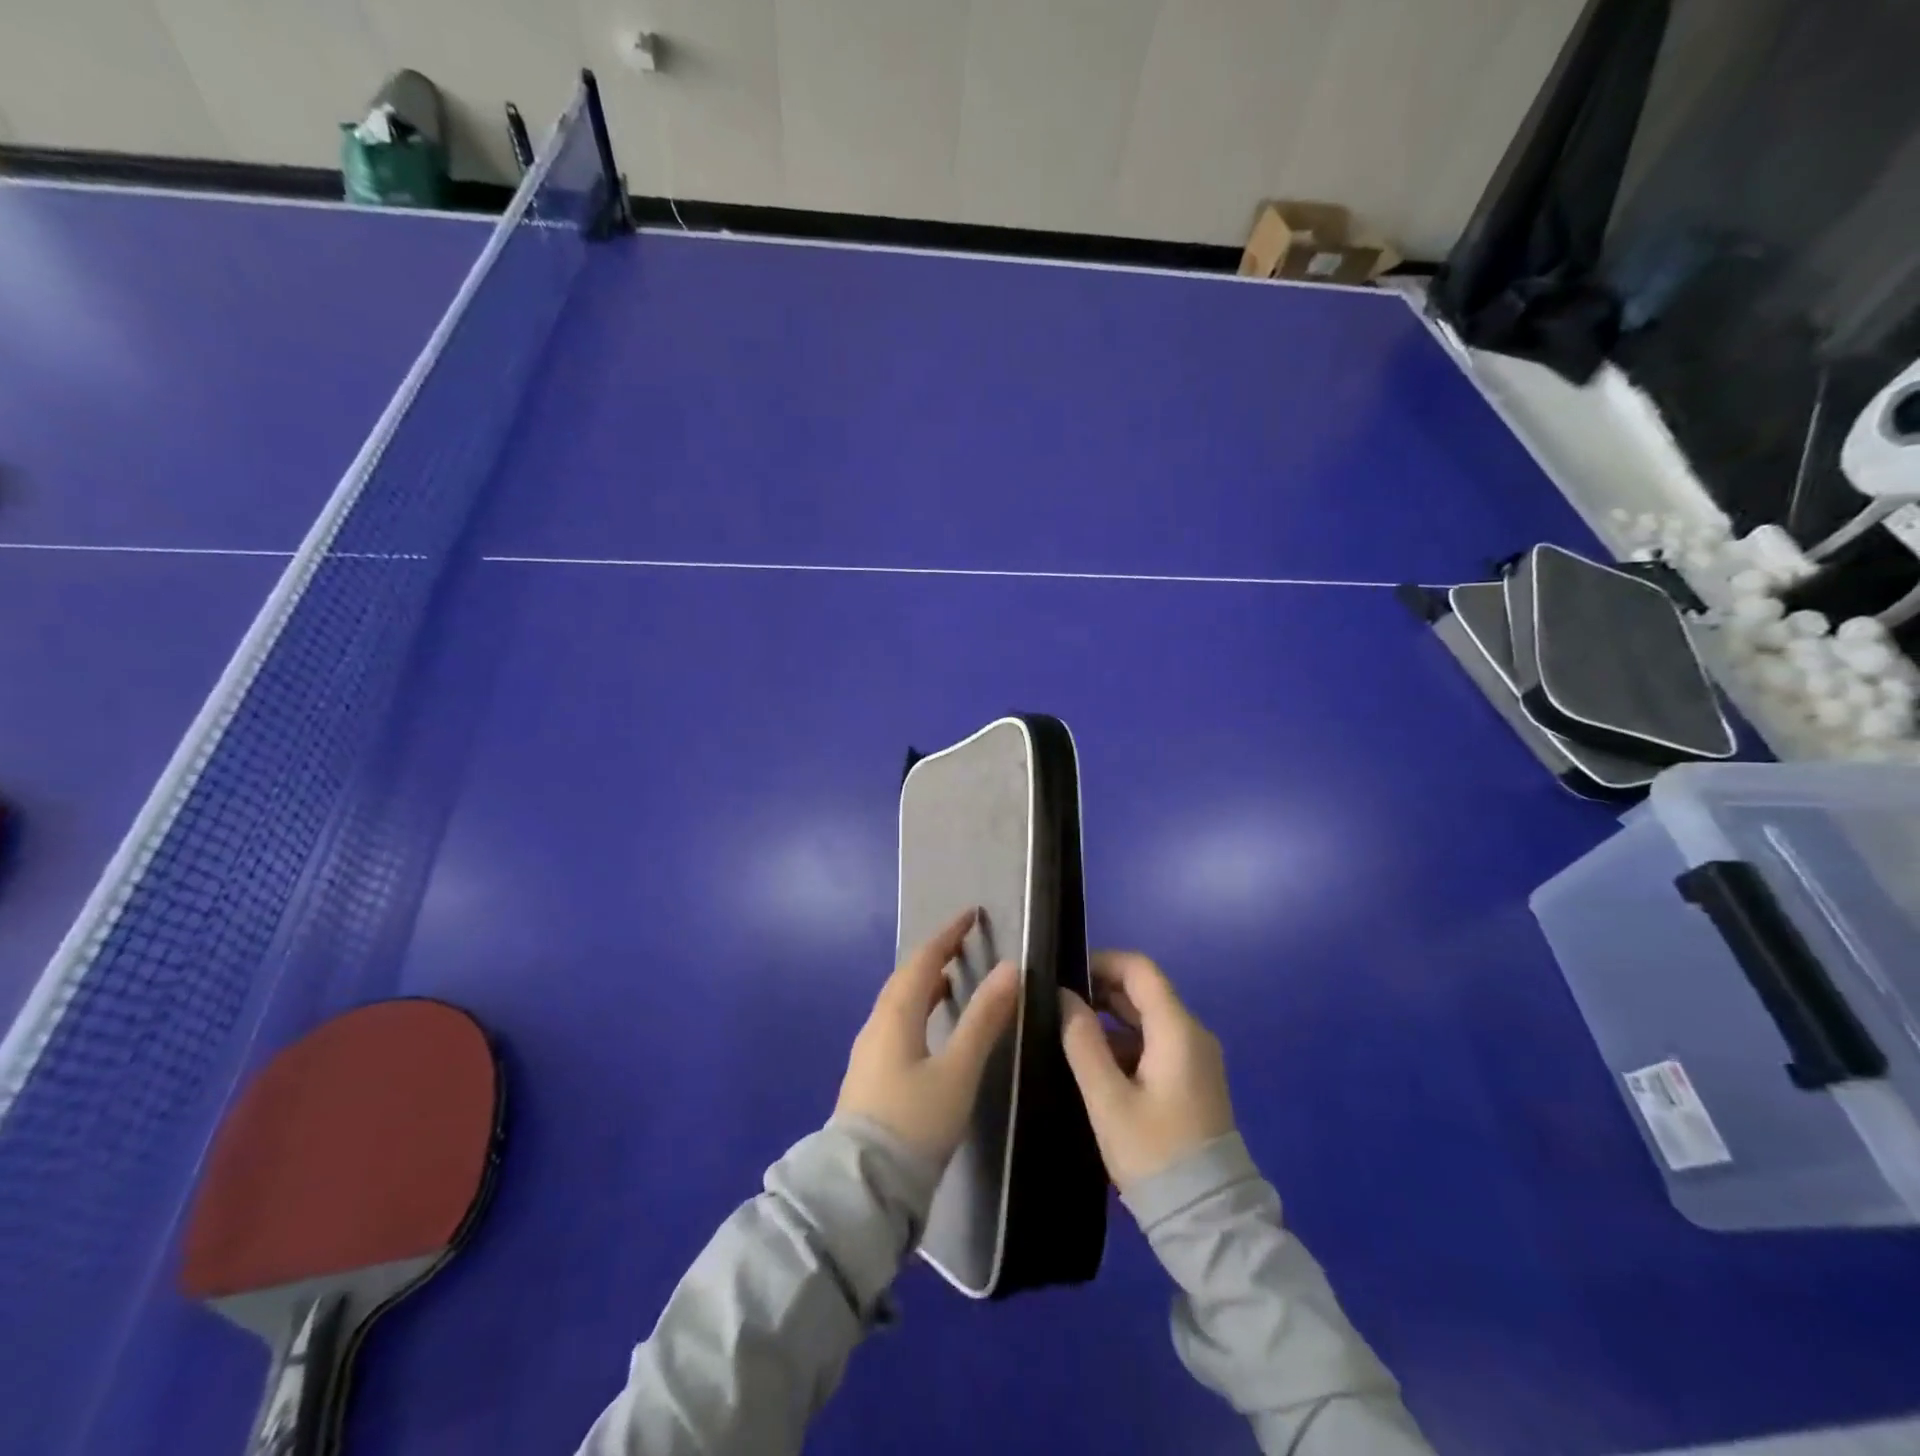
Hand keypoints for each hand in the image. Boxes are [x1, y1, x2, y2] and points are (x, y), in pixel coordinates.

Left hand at [835, 909, 1019, 1164]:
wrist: (863, 1187)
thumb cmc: (915, 1122)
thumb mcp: (958, 1071)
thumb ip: (984, 1019)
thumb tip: (1010, 968)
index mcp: (895, 1015)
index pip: (923, 960)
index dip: (947, 935)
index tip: (971, 915)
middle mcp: (877, 1025)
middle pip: (906, 978)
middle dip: (934, 956)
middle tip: (963, 945)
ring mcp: (869, 1052)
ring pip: (898, 1002)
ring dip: (924, 984)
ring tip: (951, 981)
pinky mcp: (870, 1076)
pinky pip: (896, 1023)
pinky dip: (917, 1009)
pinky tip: (931, 1028)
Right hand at [1059, 951, 1234, 1190]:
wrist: (1210, 1222)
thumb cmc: (1155, 1155)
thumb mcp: (1108, 1100)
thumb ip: (1082, 1042)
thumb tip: (1063, 997)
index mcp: (1177, 1030)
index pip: (1140, 969)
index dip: (1102, 962)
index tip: (1065, 975)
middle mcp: (1192, 1034)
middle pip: (1145, 991)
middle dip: (1101, 990)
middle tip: (1058, 1005)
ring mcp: (1196, 1059)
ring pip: (1148, 1019)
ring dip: (1110, 1018)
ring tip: (1068, 1033)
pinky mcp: (1192, 1081)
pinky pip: (1156, 1044)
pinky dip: (1125, 1043)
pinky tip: (1095, 1064)